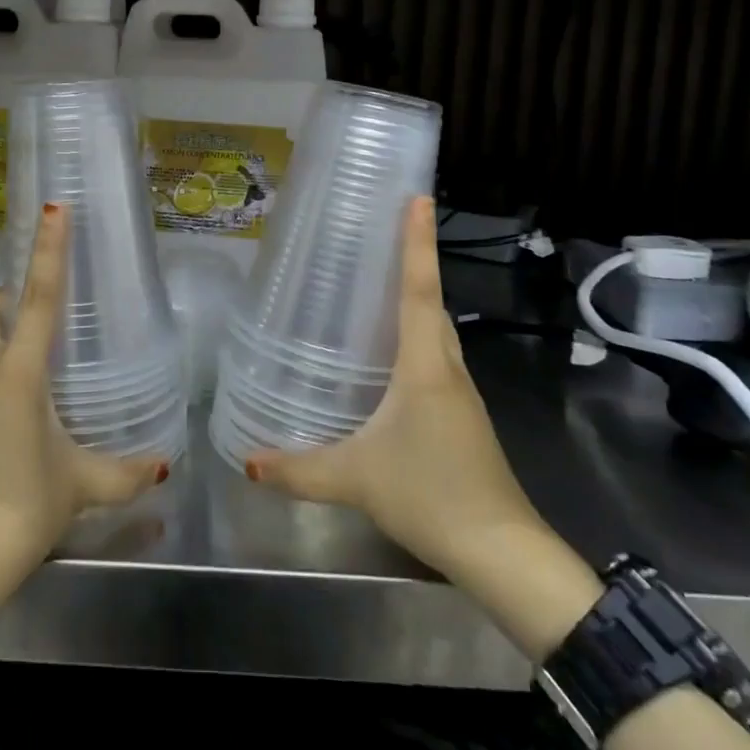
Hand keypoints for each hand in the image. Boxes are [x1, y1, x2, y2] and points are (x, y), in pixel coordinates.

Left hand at [0, 203, 169, 611]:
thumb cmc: (22, 506)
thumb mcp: (82, 485)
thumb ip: (125, 473)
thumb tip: (164, 468)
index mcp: (19, 372)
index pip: (38, 298)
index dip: (49, 251)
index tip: (53, 209)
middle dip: (5, 294)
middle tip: (35, 300)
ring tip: (23, 338)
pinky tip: (9, 390)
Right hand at [245, 196, 601, 656]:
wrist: (502, 552)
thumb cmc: (430, 495)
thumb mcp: (354, 478)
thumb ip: (298, 469)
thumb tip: (248, 461)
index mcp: (425, 366)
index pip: (420, 290)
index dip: (417, 242)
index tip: (418, 198)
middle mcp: (447, 368)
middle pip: (432, 302)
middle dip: (414, 261)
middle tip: (385, 229)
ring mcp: (460, 393)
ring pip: (438, 332)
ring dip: (418, 299)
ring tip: (381, 280)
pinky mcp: (462, 416)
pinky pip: (437, 359)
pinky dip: (418, 337)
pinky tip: (392, 352)